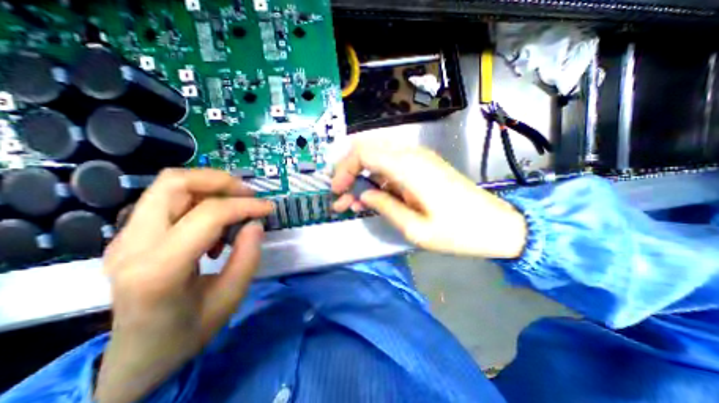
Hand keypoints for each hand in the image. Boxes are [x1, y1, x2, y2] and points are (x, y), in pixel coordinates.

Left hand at [95, 169, 272, 402]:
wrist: (137, 356)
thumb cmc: (188, 331)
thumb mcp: (231, 297)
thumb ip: (247, 256)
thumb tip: (255, 223)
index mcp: (158, 269)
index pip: (207, 215)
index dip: (245, 205)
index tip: (268, 208)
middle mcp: (132, 245)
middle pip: (174, 183)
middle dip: (221, 181)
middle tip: (249, 194)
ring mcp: (125, 237)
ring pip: (170, 185)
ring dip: (211, 187)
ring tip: (236, 206)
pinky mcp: (132, 235)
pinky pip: (170, 200)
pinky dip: (201, 200)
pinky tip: (216, 224)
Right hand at [333, 141, 526, 258]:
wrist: (498, 226)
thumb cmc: (460, 232)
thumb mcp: (416, 229)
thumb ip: (385, 207)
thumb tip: (363, 196)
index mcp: (409, 168)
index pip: (364, 152)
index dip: (344, 169)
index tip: (336, 190)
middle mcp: (412, 156)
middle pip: (368, 149)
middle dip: (349, 171)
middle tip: (341, 197)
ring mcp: (419, 160)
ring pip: (378, 158)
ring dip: (361, 177)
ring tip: (351, 202)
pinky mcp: (423, 167)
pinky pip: (391, 167)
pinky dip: (376, 180)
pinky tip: (372, 198)